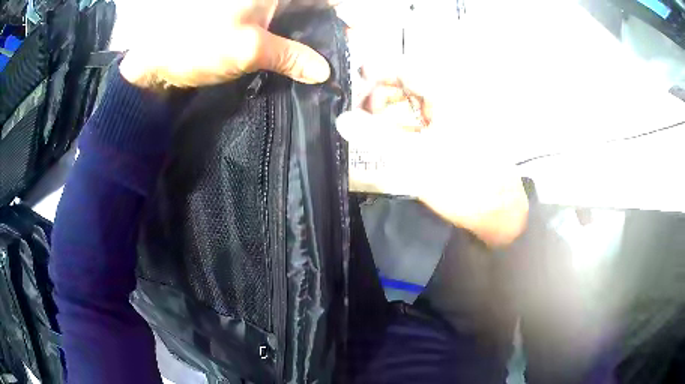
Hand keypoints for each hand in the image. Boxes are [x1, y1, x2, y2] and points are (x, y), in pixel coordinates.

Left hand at [119, 0, 337, 88]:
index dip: (341, 12)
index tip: (356, 32)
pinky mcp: (245, 24)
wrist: (155, 60)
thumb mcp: (249, 49)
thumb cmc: (197, 45)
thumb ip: (291, 57)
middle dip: (328, 25)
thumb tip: (323, 71)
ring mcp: (256, 9)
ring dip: (310, 37)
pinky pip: (277, 30)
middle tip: (344, 52)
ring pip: (295, 18)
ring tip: (326, 60)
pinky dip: (290, 44)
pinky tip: (300, 61)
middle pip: (309, 6)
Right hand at [338, 62, 529, 247]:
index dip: (379, 69)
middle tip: (361, 113)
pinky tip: (393, 140)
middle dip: (382, 95)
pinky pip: (425, 121)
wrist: (498, 213)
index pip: (407, 68)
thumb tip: (342, 119)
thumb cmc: (462, 181)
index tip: (355, 78)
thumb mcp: (414, 158)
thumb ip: (375, 136)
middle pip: (410, 85)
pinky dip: (406, 127)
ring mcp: (456, 117)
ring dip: (392, 112)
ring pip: (416, 104)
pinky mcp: (456, 135)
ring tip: (373, 129)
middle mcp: (453, 99)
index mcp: (448, 94)